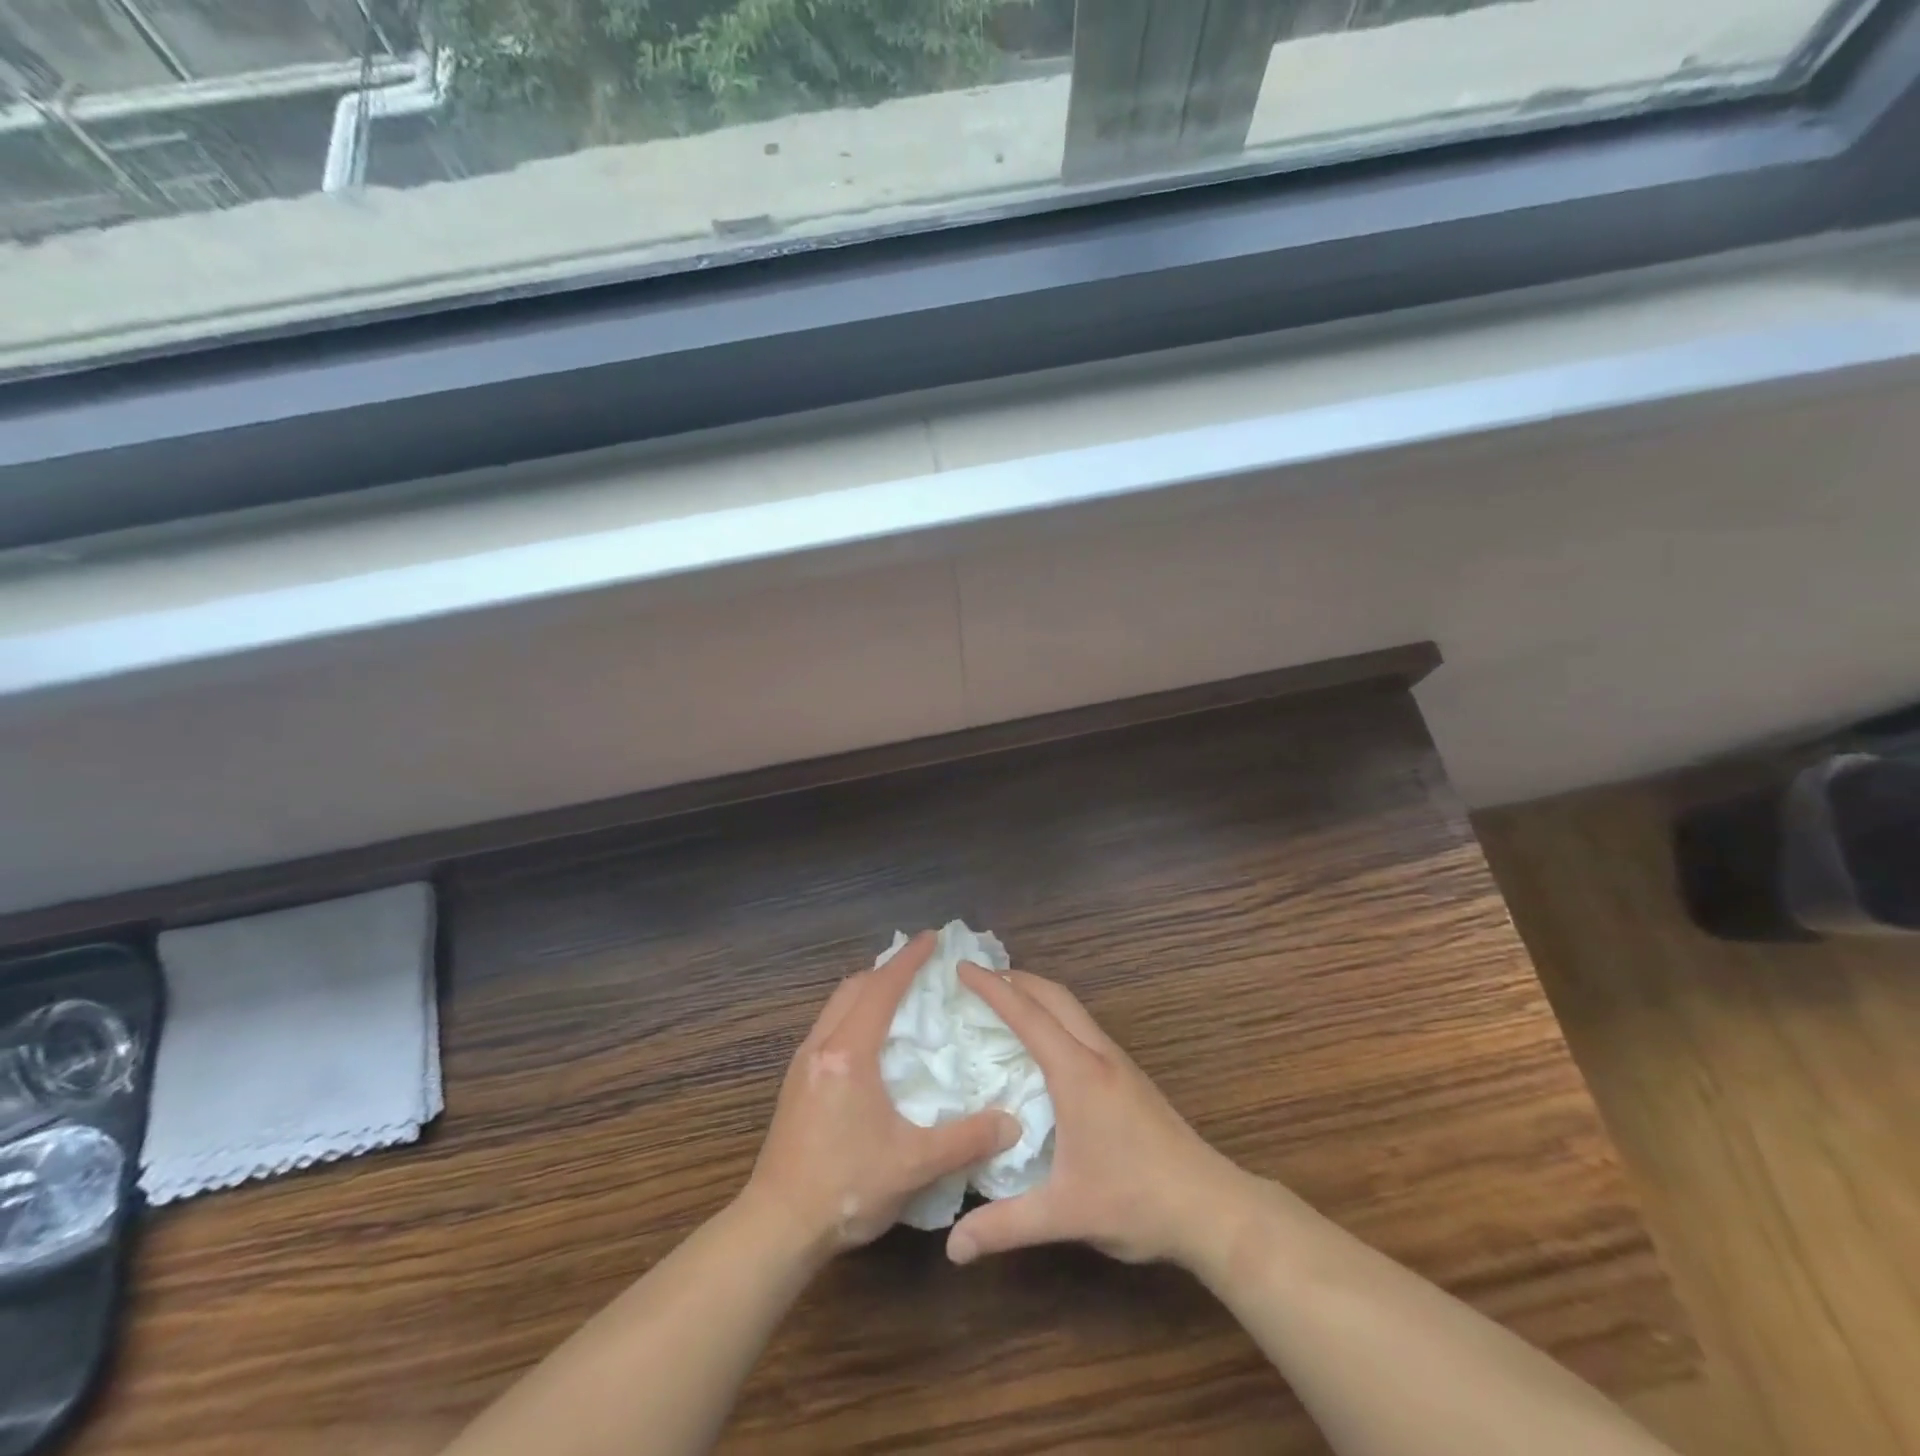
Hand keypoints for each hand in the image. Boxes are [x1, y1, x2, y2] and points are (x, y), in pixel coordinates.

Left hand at [744, 932, 1019, 1258]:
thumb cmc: (845, 1188)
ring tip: (898, 998)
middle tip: (921, 967)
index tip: (933, 938)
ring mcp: (802, 1064)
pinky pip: (828, 1028)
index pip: (882, 990)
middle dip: (887, 970)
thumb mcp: (913, 1164)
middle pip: (854, 988)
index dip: (909, 961)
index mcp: (849, 1053)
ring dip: (867, 991)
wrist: (777, 1227)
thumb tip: (1012, 1123)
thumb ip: (965, 1140)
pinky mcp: (795, 1084)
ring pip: (836, 1007)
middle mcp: (821, 1047)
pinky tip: (870, 1043)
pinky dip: (853, 1015)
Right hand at [946, 965, 1247, 1268]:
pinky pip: (1083, 1027)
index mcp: (1077, 1073)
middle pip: (1054, 996)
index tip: (961, 967)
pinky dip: (1056, 1016)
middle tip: (978, 977)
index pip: (1027, 1015)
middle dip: (1015, 979)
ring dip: (1038, 995)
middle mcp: (1097, 1055)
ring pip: (1072, 1009)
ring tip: (1006, 1001)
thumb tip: (952, 1248)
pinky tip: (1046, 1046)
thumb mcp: (1064, 1213)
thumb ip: (1005, 1226)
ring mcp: (1118, 1063)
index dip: (991, 988)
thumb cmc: (1136, 1200)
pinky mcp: (1130, 1077)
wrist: (1211, 1207)